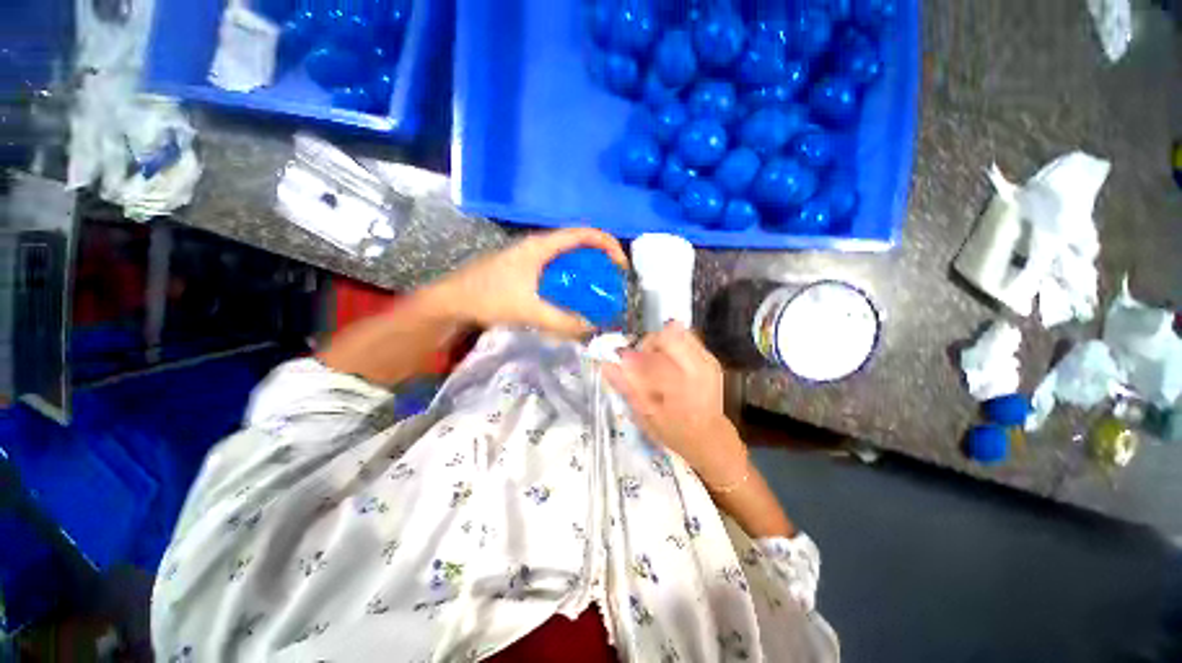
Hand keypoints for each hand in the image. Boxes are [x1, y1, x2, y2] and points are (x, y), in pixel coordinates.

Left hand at [427, 228, 627, 337]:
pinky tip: (571, 296)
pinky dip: (570, 278)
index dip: (608, 245)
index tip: (620, 267)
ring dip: (585, 269)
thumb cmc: (489, 297)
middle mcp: (538, 245)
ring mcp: (530, 256)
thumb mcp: (529, 310)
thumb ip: (562, 321)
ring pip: (567, 256)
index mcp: (542, 245)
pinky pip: (556, 268)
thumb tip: (591, 328)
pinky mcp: (525, 268)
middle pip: (579, 243)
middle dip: (600, 259)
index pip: (584, 233)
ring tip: (596, 291)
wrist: (452, 300)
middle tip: (611, 282)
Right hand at [602, 321, 747, 486]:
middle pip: (667, 335)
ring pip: (678, 332)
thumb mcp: (644, 414)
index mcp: (679, 385)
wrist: (709, 437)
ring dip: (662, 344)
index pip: (650, 357)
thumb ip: (626, 387)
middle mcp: (697, 368)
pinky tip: (672, 365)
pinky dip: (675, 346)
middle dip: (649, 344)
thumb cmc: (672, 430)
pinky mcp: (712, 359)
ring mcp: (707, 361)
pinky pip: (688, 339)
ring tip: (659, 363)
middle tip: (644, 362)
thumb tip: (606, 365)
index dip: (633, 358)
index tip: (624, 363)